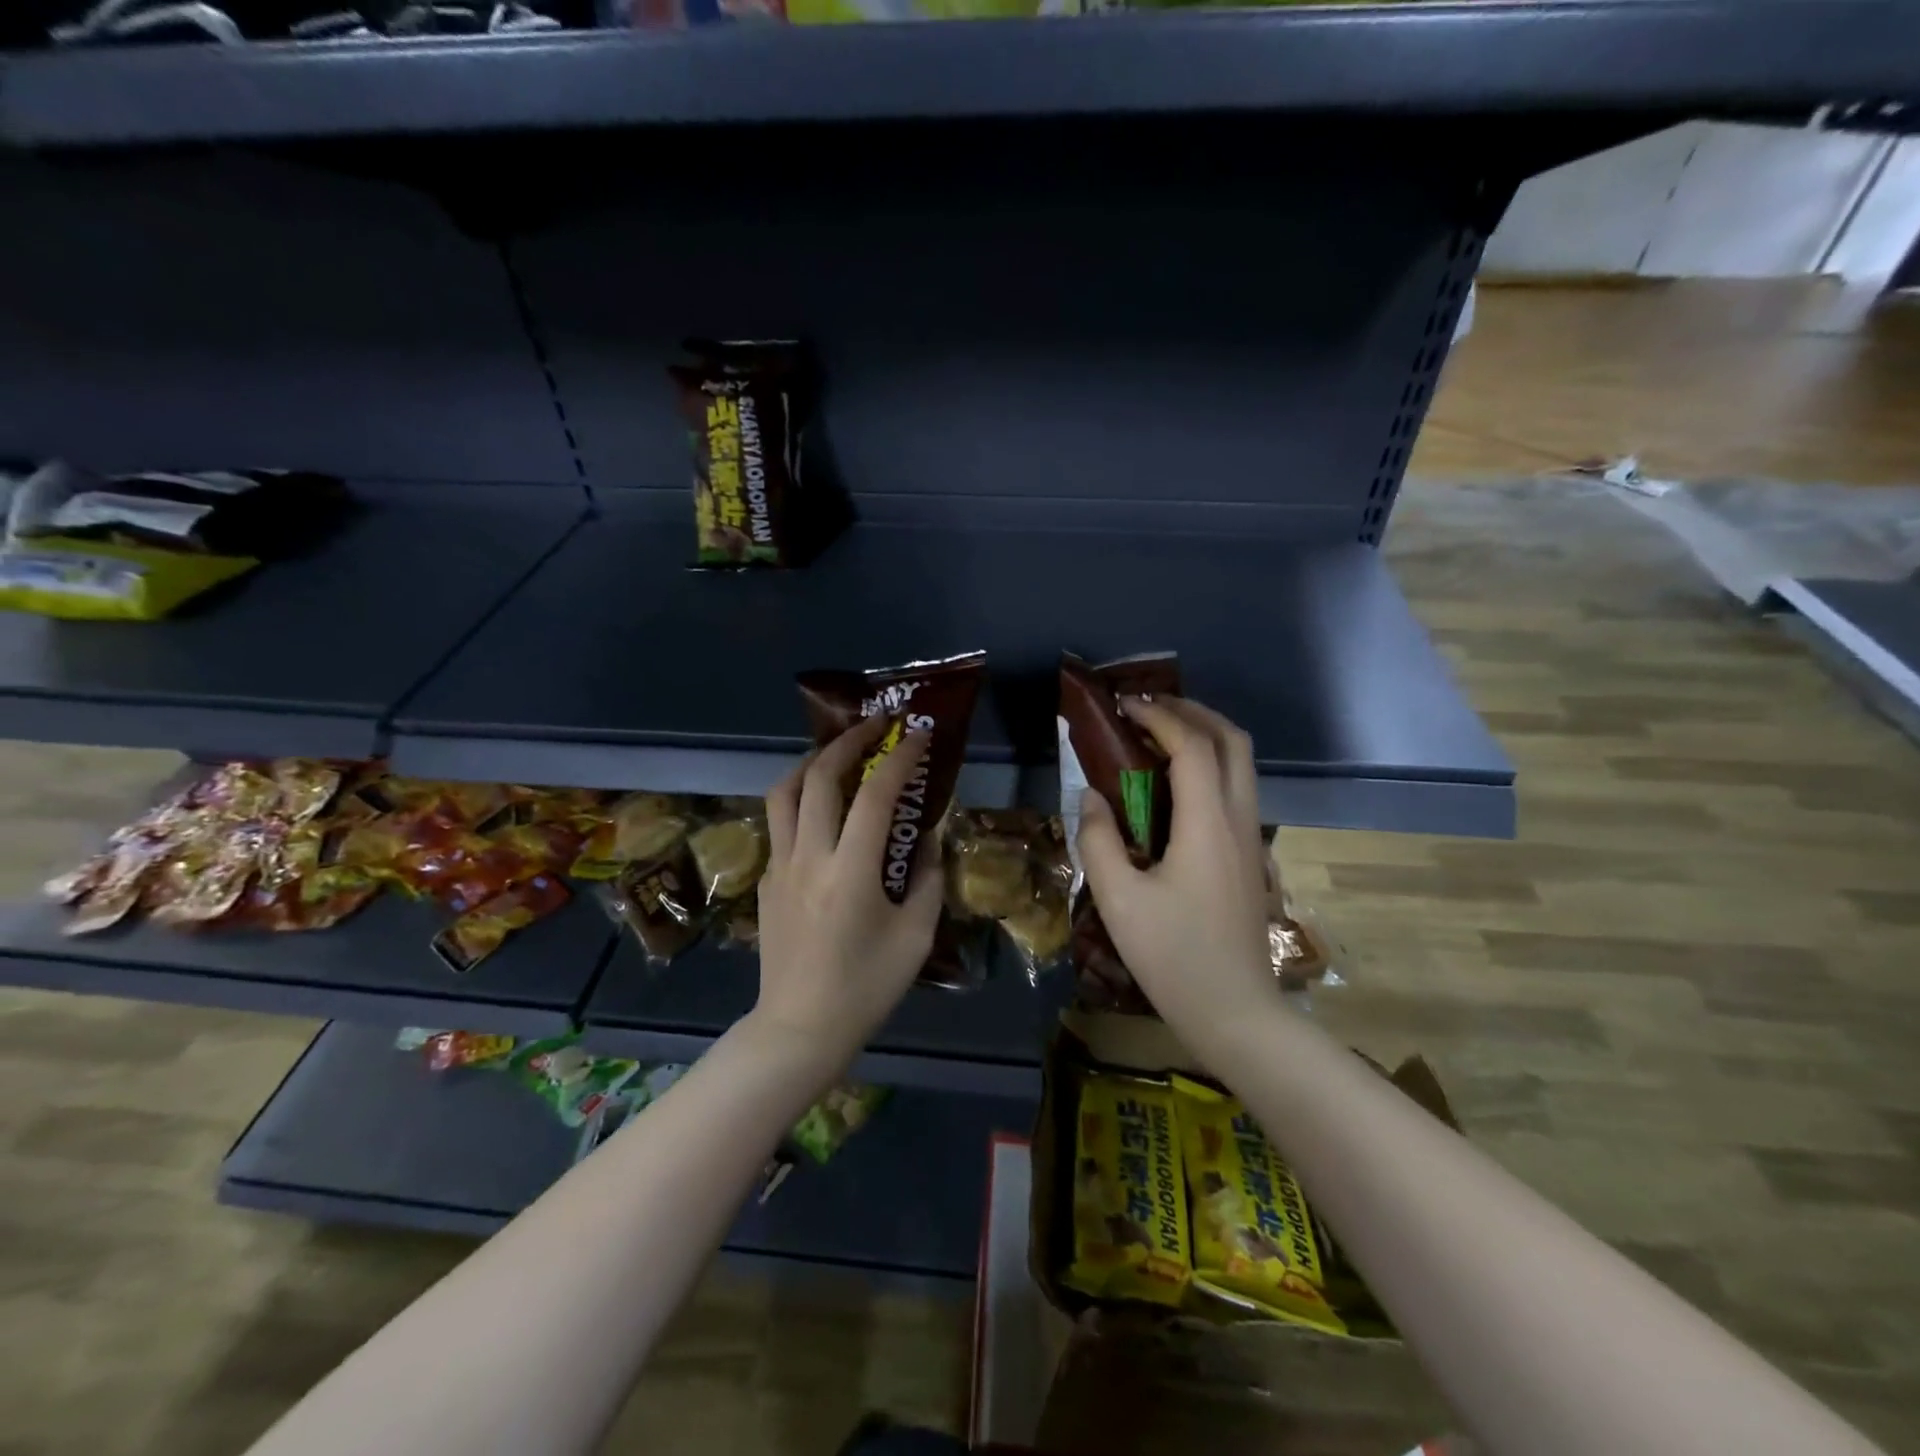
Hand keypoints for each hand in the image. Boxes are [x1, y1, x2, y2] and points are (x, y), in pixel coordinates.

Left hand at [753, 716, 943, 1071]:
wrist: (799, 1028)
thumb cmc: (866, 987)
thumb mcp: (915, 935)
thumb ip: (925, 877)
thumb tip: (926, 837)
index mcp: (851, 872)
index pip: (874, 795)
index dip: (898, 758)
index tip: (916, 735)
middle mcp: (808, 857)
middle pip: (818, 777)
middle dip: (848, 741)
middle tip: (874, 726)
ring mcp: (779, 867)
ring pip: (784, 792)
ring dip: (811, 762)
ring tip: (837, 754)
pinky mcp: (766, 881)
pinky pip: (779, 825)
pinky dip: (800, 801)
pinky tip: (822, 813)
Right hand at [1076, 696, 1275, 1039]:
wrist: (1235, 1012)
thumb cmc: (1173, 955)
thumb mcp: (1118, 898)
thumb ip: (1099, 839)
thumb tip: (1092, 797)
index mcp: (1208, 823)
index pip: (1191, 746)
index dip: (1158, 717)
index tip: (1123, 706)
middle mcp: (1239, 819)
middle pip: (1232, 741)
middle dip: (1193, 712)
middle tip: (1149, 708)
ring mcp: (1251, 839)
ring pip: (1242, 764)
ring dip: (1205, 736)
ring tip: (1160, 736)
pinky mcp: (1249, 857)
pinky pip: (1237, 789)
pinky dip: (1210, 765)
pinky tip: (1176, 785)